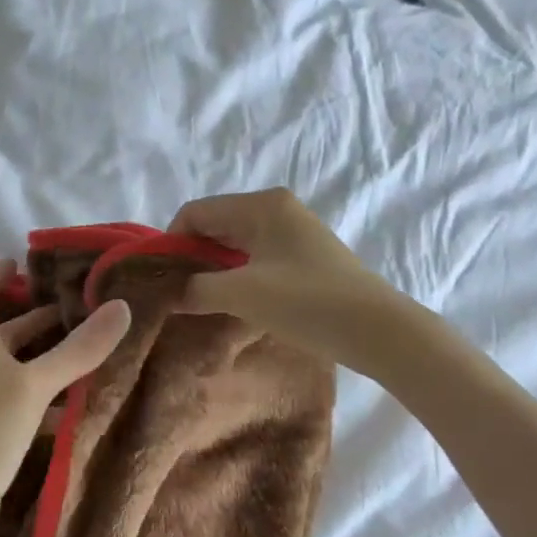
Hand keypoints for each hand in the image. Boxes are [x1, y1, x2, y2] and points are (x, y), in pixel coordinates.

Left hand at [0, 260, 130, 536]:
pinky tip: (80, 405)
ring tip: (90, 350)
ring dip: (48, 358)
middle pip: (5, 334)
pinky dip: (52, 399)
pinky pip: (29, 404)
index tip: (17, 262)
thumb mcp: (35, 384)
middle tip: (76, 309)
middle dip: (36, 319)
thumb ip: (77, 349)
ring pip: (20, 370)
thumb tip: (120, 306)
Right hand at [168, 189, 407, 358]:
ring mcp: (292, 232)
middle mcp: (275, 209)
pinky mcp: (303, 257)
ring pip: (234, 244)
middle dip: (190, 256)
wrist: (378, 330)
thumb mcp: (242, 295)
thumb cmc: (307, 302)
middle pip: (215, 225)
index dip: (171, 242)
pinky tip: (229, 302)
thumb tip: (168, 294)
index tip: (158, 278)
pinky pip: (254, 258)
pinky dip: (235, 276)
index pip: (196, 212)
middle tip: (173, 293)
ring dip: (212, 269)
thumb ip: (197, 289)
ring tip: (196, 300)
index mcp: (261, 205)